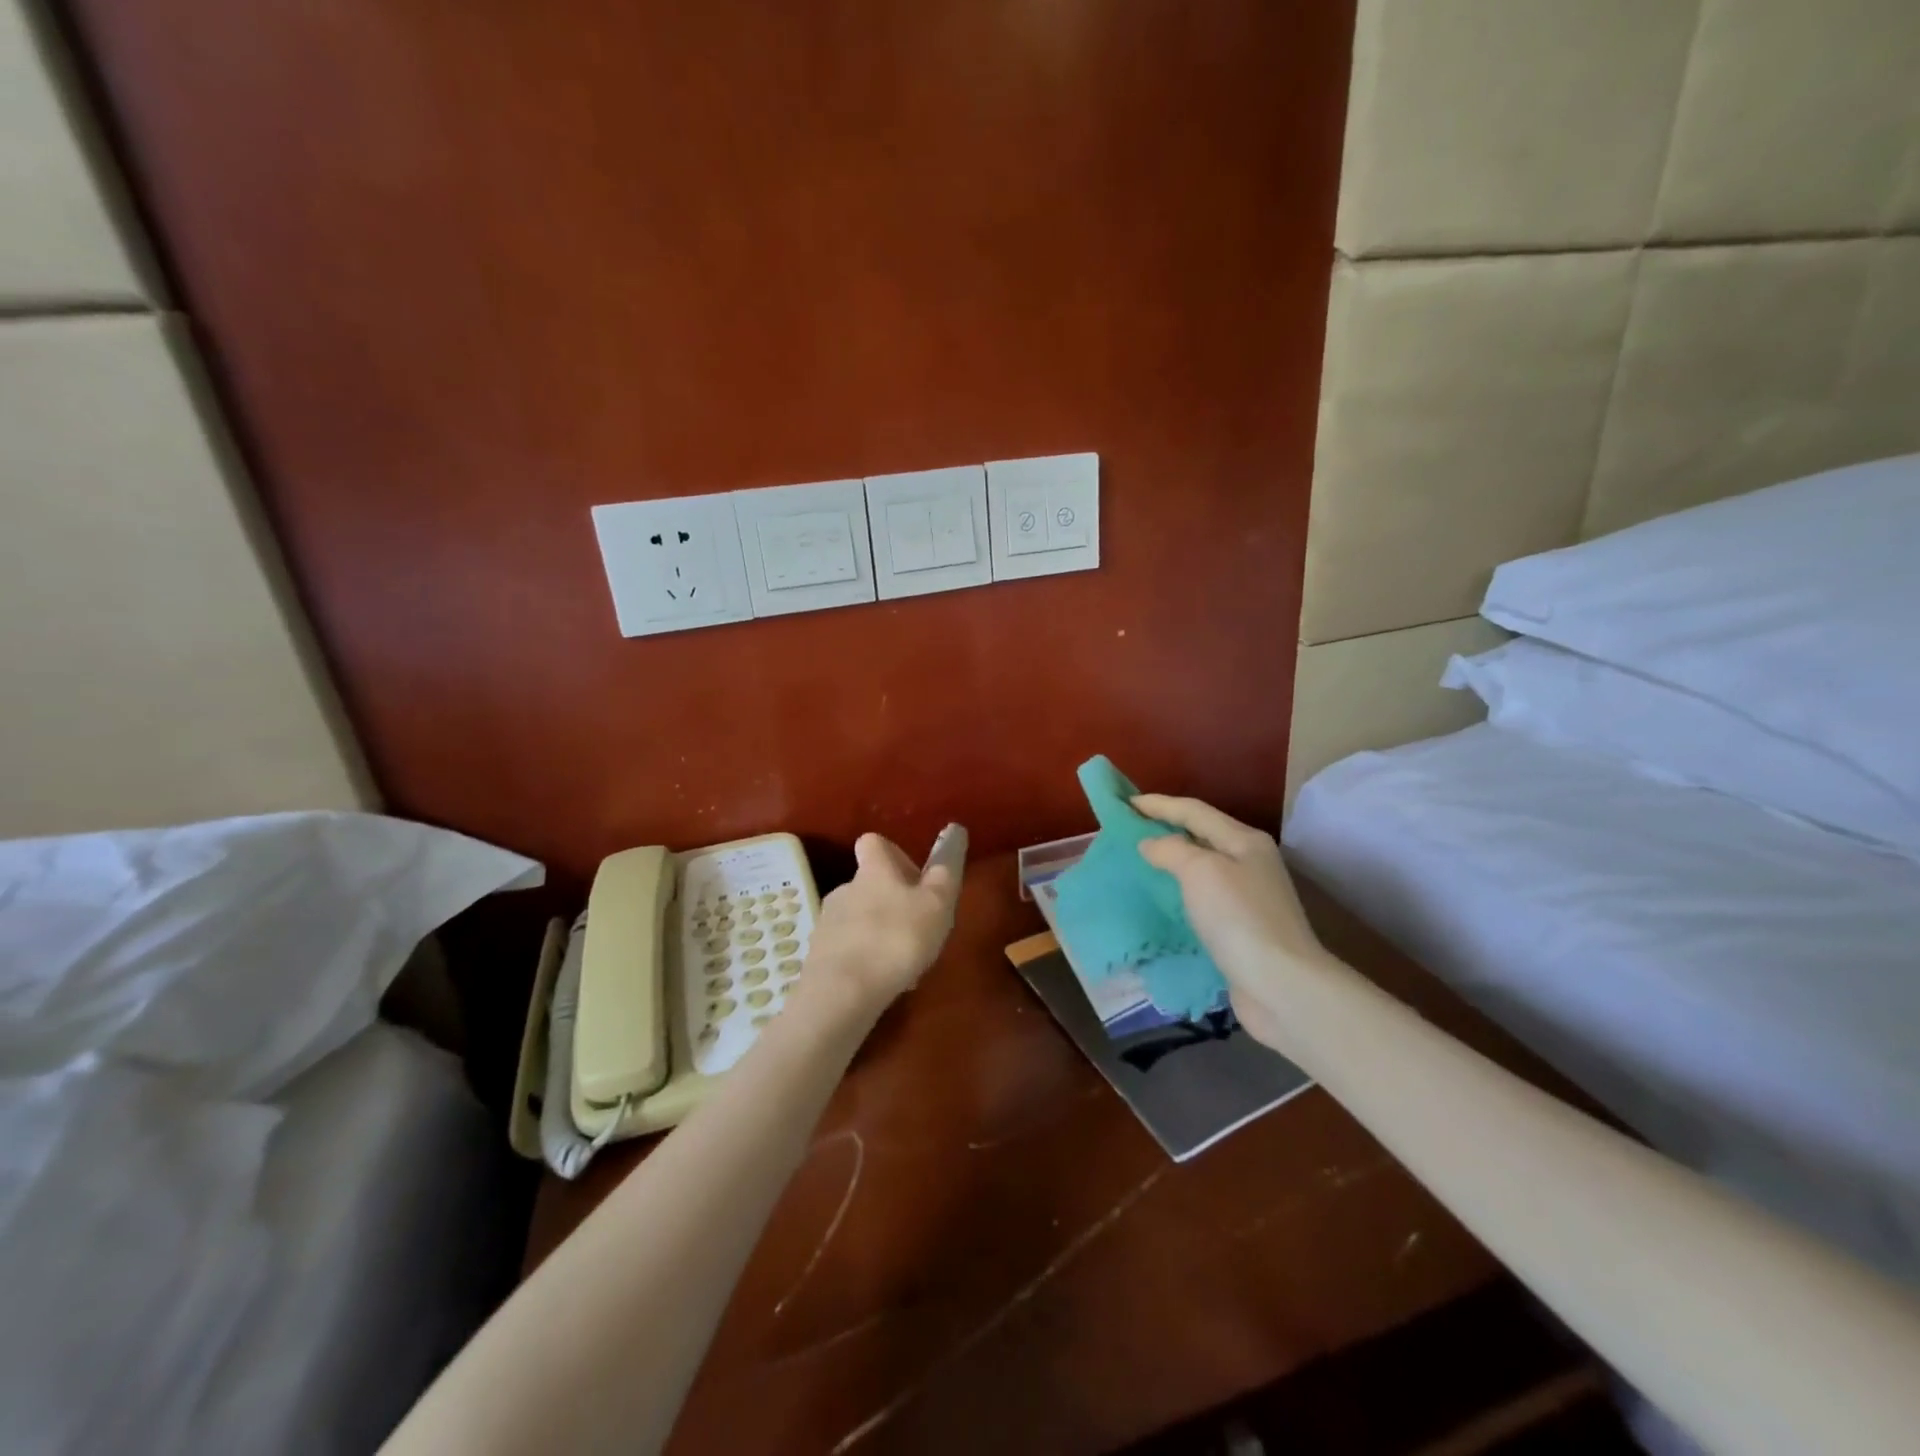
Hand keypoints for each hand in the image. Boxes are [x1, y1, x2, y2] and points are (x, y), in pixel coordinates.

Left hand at [799, 829, 962, 1021]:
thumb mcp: (937, 903)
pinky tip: (881, 982)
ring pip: (858, 918)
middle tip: (917, 927)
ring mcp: (828, 924)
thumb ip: (947, 868)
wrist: (842, 993)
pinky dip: (864, 959)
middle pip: (868, 884)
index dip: (893, 854)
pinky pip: (847, 949)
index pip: (874, 842)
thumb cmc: (897, 939)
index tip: (914, 878)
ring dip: (879, 931)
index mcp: (873, 871)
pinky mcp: (818, 957)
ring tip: (902, 962)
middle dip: (891, 901)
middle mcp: (845, 889)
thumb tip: (955, 830)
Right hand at [1131, 795, 1329, 1050]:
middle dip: (1165, 829)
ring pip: (1200, 869)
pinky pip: (1201, 900)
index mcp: (1244, 841)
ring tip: (1137, 863)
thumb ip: (1171, 849)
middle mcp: (1249, 863)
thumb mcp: (1200, 871)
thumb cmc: (1239, 918)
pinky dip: (1178, 894)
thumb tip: (1150, 844)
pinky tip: (1160, 901)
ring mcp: (1247, 898)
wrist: (1281, 986)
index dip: (1158, 804)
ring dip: (1170, 863)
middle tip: (1128, 830)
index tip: (1124, 803)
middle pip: (1200, 836)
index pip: (1194, 811)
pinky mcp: (1240, 930)